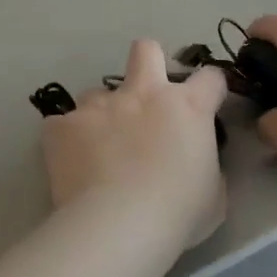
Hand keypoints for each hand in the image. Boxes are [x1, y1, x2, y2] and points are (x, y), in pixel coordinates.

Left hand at [42, 40, 227, 247]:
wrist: (120, 226)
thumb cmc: (178, 213)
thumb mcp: (214, 195)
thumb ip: (208, 167)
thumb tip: (196, 163)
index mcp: (187, 107)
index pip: (210, 78)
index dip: (210, 89)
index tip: (205, 106)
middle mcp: (144, 94)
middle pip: (146, 51)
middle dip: (147, 63)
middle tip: (146, 96)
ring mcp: (100, 106)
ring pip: (96, 92)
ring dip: (101, 114)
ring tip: (98, 148)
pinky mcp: (63, 126)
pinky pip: (61, 125)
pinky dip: (66, 140)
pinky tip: (70, 165)